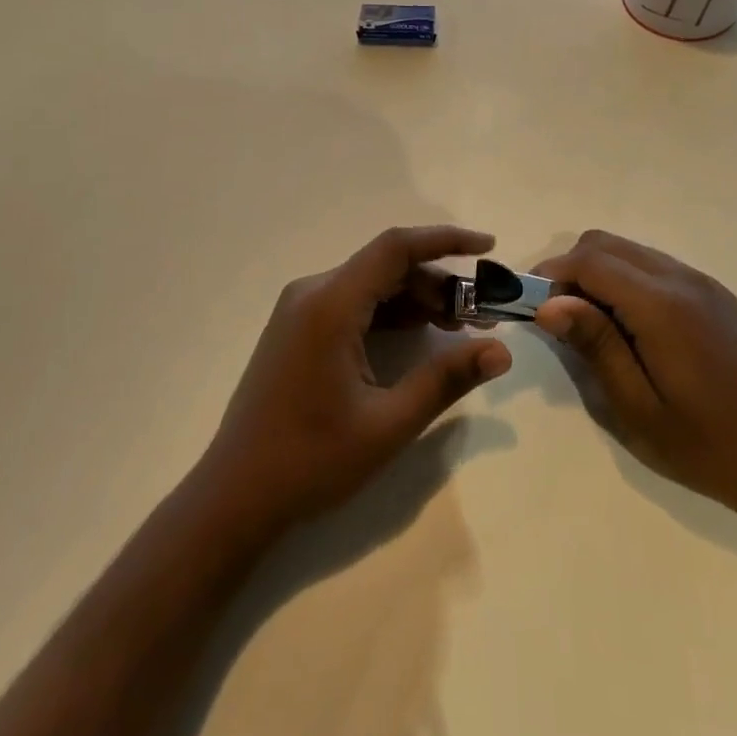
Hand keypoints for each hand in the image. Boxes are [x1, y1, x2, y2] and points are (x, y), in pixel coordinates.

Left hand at [196, 226, 512, 535]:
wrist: (235, 495)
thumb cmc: (311, 460)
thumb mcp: (388, 423)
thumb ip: (446, 379)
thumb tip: (501, 351)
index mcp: (330, 304)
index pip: (396, 248)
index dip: (446, 240)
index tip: (489, 248)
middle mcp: (313, 292)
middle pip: (387, 267)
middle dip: (439, 283)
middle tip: (482, 315)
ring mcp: (301, 310)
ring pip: (372, 285)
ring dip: (417, 300)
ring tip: (460, 327)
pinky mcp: (299, 329)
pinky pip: (353, 304)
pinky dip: (391, 314)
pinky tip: (420, 337)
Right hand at [533, 230, 736, 514]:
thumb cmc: (706, 444)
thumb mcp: (637, 406)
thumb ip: (595, 345)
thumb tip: (549, 304)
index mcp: (663, 306)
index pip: (591, 261)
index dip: (552, 274)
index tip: (531, 304)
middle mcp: (683, 279)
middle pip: (607, 244)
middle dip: (572, 269)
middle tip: (559, 317)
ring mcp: (704, 284)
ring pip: (632, 251)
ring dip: (600, 272)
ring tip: (592, 323)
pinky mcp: (716, 295)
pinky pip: (657, 267)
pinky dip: (629, 280)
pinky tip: (631, 326)